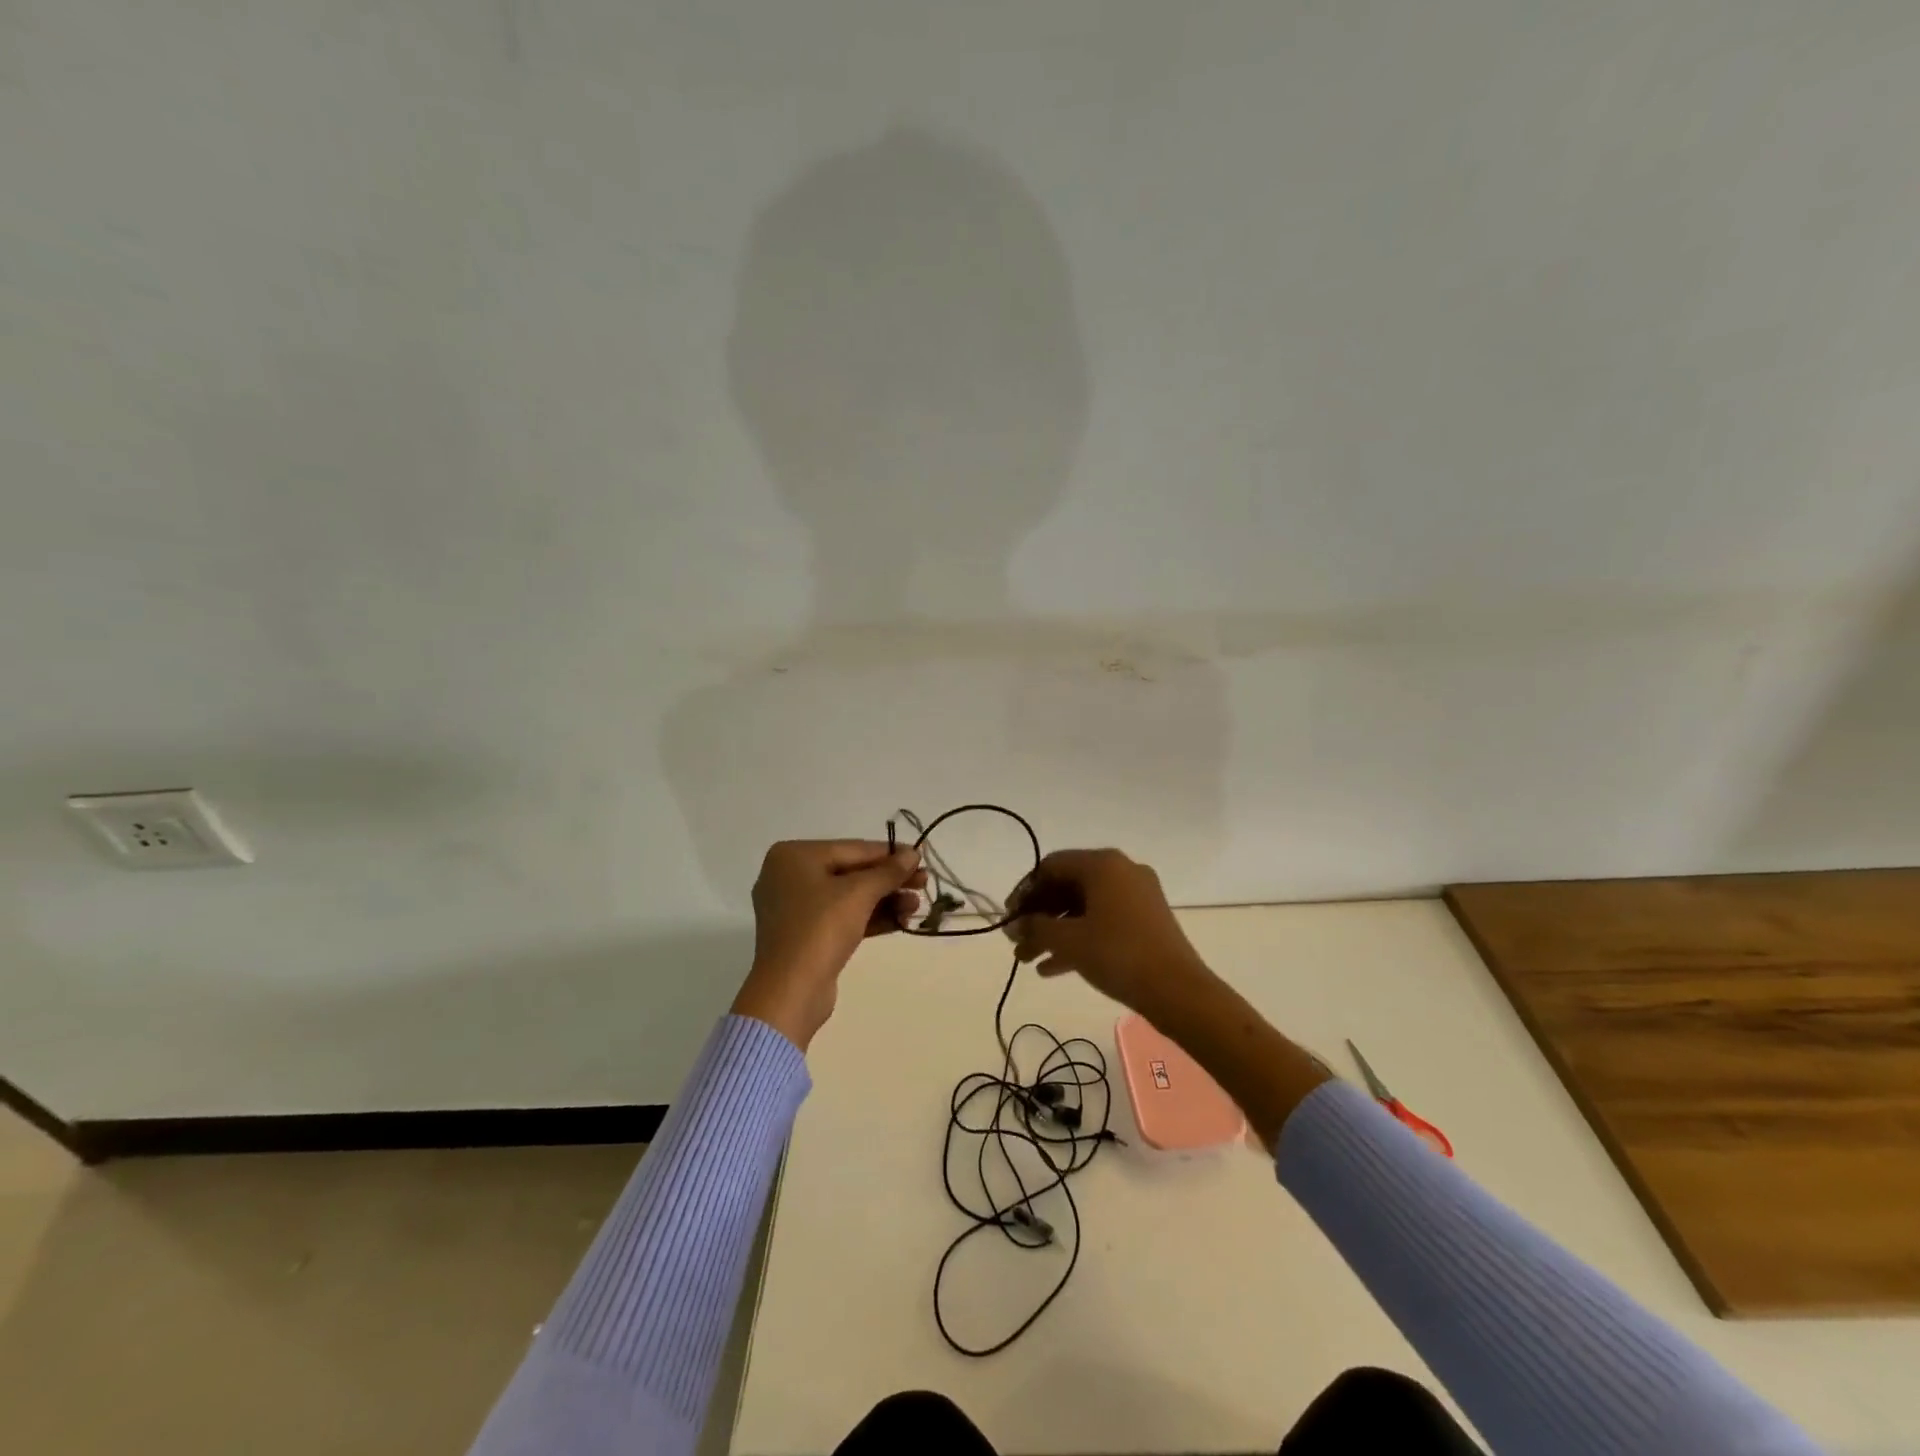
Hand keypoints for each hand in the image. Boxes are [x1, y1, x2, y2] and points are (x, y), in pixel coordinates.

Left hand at [731, 839, 924, 1049]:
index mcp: (793, 856)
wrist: (790, 992)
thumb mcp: (859, 894)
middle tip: (924, 883)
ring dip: (885, 900)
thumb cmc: (820, 928)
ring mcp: (795, 909)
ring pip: (849, 897)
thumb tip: (913, 853)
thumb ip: (888, 871)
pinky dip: (870, 918)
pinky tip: (901, 921)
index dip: (889, 854)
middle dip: (889, 880)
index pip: (852, 849)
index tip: (921, 857)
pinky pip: (842, 918)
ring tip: (916, 906)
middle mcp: (789, 877)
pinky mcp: (805, 936)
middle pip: (851, 872)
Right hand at [1006, 848, 1214, 1018]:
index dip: (1025, 891)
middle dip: (1038, 916)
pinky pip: (1102, 922)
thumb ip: (1035, 928)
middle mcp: (1121, 871)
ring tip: (1028, 959)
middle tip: (1016, 942)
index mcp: (1103, 864)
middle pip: (1067, 887)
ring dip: (1054, 931)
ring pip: (1083, 908)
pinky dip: (1078, 939)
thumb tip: (1015, 925)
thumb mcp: (1069, 941)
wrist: (1178, 992)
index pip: (1051, 866)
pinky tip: (1052, 969)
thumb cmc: (1118, 955)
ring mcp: (1136, 897)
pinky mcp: (1145, 921)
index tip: (1008, 918)